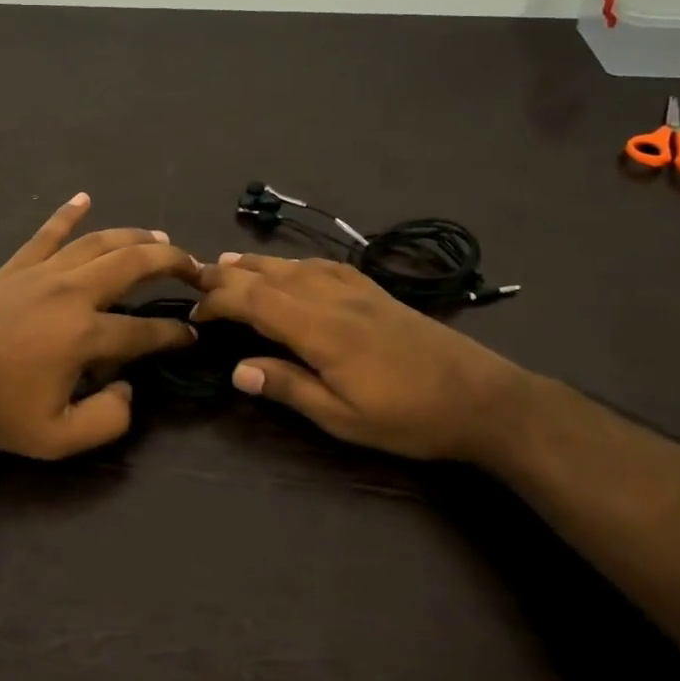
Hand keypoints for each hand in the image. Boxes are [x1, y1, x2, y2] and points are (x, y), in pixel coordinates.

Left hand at [0, 194, 200, 458]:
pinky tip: (84, 198)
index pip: (147, 330)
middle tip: (195, 268)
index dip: (176, 334)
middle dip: (172, 261)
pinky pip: (47, 234)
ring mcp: (42, 273)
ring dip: (135, 236)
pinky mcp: (14, 267)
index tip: (193, 336)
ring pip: (99, 242)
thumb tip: (130, 389)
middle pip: (134, 263)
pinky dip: (67, 214)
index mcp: (86, 335)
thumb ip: (108, 420)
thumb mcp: (57, 439)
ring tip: (160, 236)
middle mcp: (72, 293)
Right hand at [191, 253, 528, 462]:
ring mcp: (358, 290)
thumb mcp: (344, 418)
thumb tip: (237, 370)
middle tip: (195, 278)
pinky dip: (296, 263)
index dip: (219, 302)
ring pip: (296, 266)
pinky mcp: (377, 292)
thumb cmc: (410, 417)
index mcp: (321, 329)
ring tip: (227, 262)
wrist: (484, 399)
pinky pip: (326, 265)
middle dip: (229, 275)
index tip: (195, 313)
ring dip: (257, 264)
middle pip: (270, 276)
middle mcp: (334, 299)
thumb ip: (289, 388)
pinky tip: (292, 267)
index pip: (255, 301)